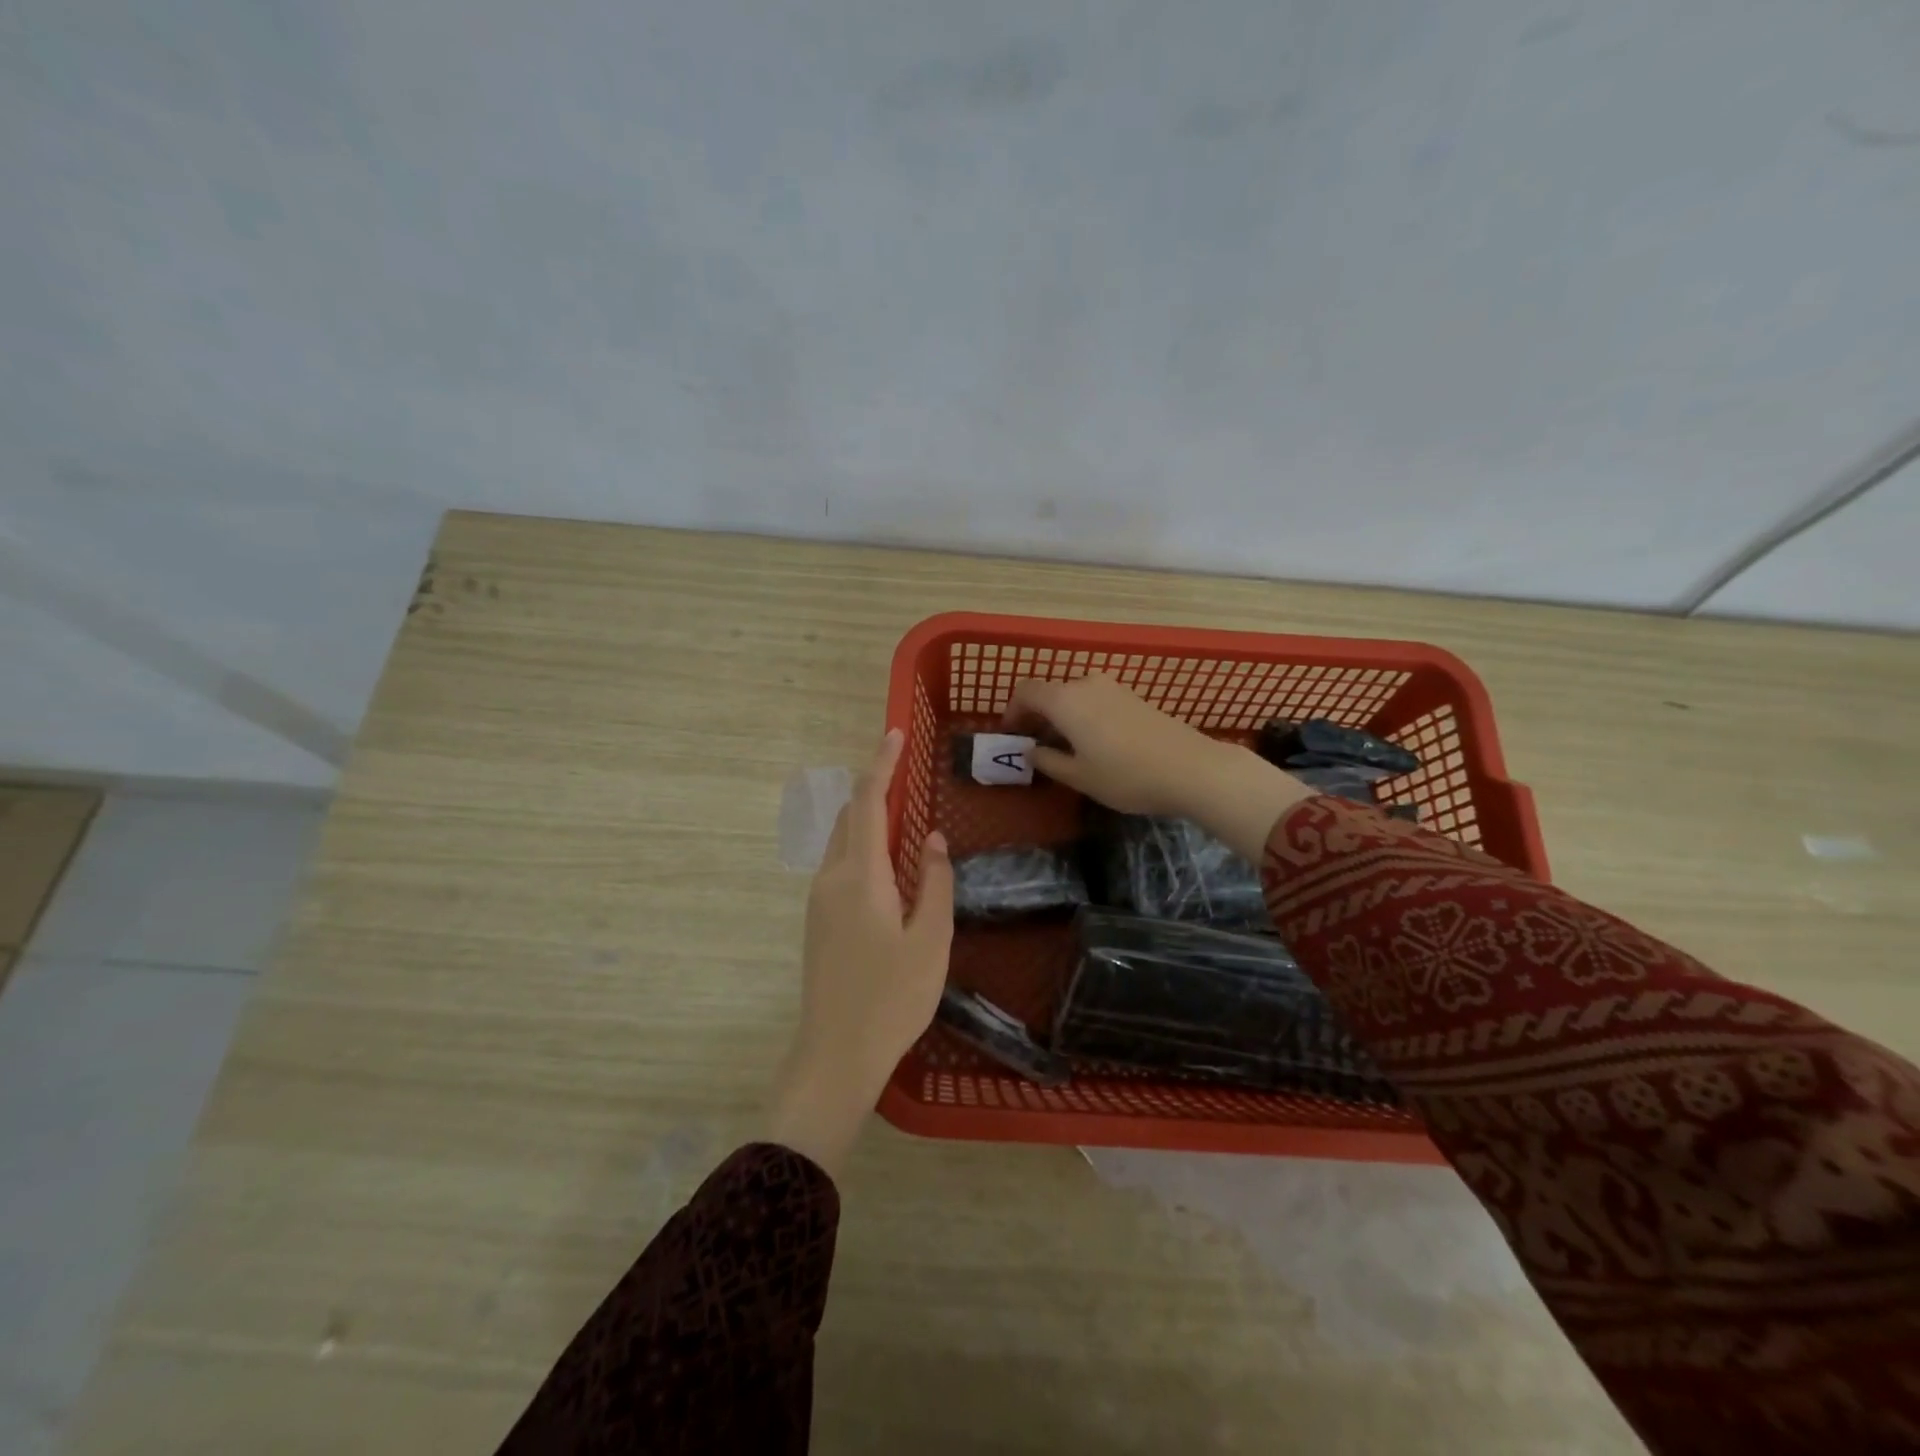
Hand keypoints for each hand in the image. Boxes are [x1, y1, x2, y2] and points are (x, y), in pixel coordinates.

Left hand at [765, 729, 953, 1177]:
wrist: (834, 1055)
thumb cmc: (892, 998)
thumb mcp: (931, 940)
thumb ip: (934, 882)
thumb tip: (931, 838)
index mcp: (859, 875)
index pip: (868, 802)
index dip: (881, 765)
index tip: (895, 734)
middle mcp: (831, 877)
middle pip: (849, 816)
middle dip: (874, 787)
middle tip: (906, 774)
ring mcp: (819, 900)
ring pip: (841, 840)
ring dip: (867, 818)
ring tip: (903, 816)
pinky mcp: (818, 920)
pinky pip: (839, 864)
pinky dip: (862, 846)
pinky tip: (888, 865)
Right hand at [1004, 673, 1311, 862]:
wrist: (1191, 768)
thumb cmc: (1126, 776)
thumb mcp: (1080, 777)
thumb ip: (1048, 761)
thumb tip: (1031, 752)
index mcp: (1065, 700)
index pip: (1026, 691)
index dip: (1012, 711)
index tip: (1011, 735)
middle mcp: (1086, 684)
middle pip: (1050, 691)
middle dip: (1037, 715)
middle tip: (1034, 745)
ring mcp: (1113, 688)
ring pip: (1074, 695)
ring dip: (1061, 715)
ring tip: (1063, 746)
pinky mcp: (1133, 696)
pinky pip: (1095, 699)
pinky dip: (1083, 714)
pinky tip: (1093, 743)